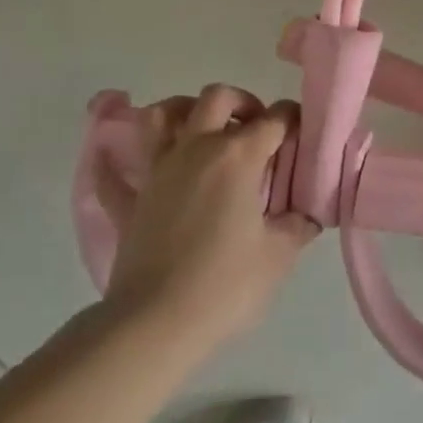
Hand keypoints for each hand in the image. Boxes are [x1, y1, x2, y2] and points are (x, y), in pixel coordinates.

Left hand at [99, 85, 316, 349]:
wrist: (154, 324)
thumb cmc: (225, 285)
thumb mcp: (278, 255)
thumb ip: (297, 225)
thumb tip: (307, 214)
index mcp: (238, 155)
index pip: (274, 119)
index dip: (293, 119)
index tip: (303, 133)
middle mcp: (196, 149)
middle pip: (217, 98)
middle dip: (242, 102)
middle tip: (255, 128)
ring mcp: (158, 171)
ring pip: (162, 116)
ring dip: (183, 112)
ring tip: (202, 132)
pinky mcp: (131, 200)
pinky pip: (114, 174)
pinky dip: (116, 165)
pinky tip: (118, 164)